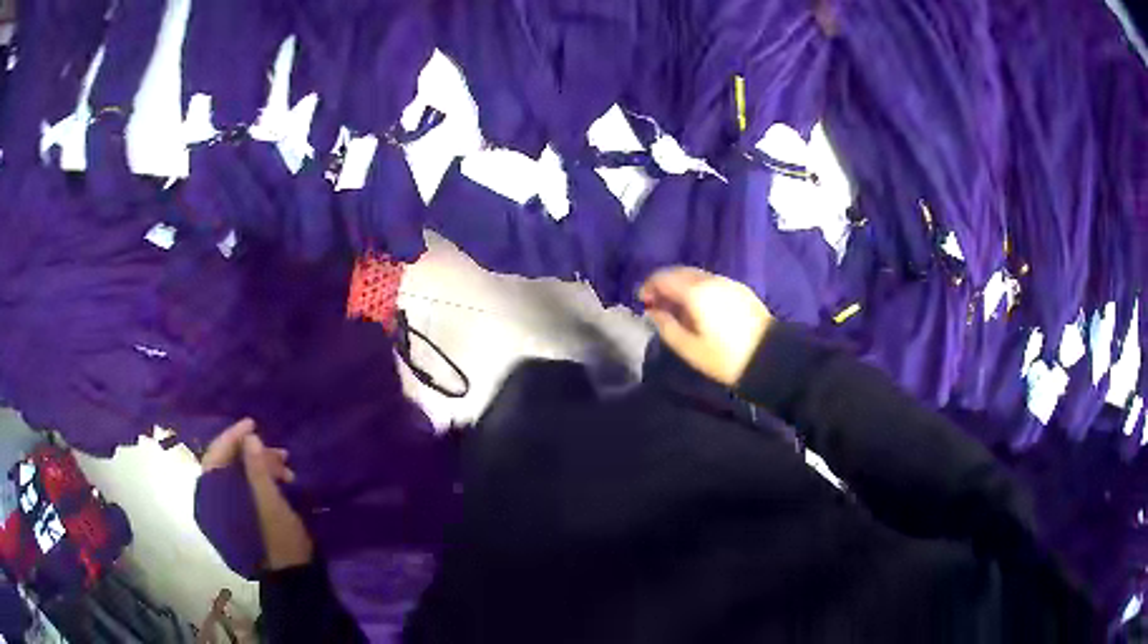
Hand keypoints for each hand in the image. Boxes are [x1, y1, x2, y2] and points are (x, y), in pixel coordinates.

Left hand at [203, 420, 308, 569]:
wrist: (292, 577)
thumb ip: (256, 469)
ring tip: (287, 469)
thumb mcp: (270, 503)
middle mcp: (213, 503)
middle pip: (227, 466)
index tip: (253, 424)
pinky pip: (246, 488)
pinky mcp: (240, 517)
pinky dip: (262, 480)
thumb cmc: (278, 541)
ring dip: (261, 467)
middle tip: (280, 453)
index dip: (232, 438)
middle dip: (253, 455)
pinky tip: (281, 481)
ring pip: (238, 476)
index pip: (215, 458)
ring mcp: (226, 512)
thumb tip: (249, 436)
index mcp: (212, 500)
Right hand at [639, 267, 773, 386]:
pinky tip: (698, 306)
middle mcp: (711, 280)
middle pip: (680, 272)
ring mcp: (728, 282)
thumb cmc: (725, 357)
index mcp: (695, 292)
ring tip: (676, 306)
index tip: (642, 302)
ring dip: (681, 285)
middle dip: (664, 283)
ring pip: (696, 275)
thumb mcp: (689, 348)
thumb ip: (666, 326)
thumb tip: (653, 311)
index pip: (663, 277)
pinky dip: (697, 288)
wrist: (770, 358)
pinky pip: (711, 281)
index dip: (648, 286)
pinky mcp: (740, 290)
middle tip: (656, 303)